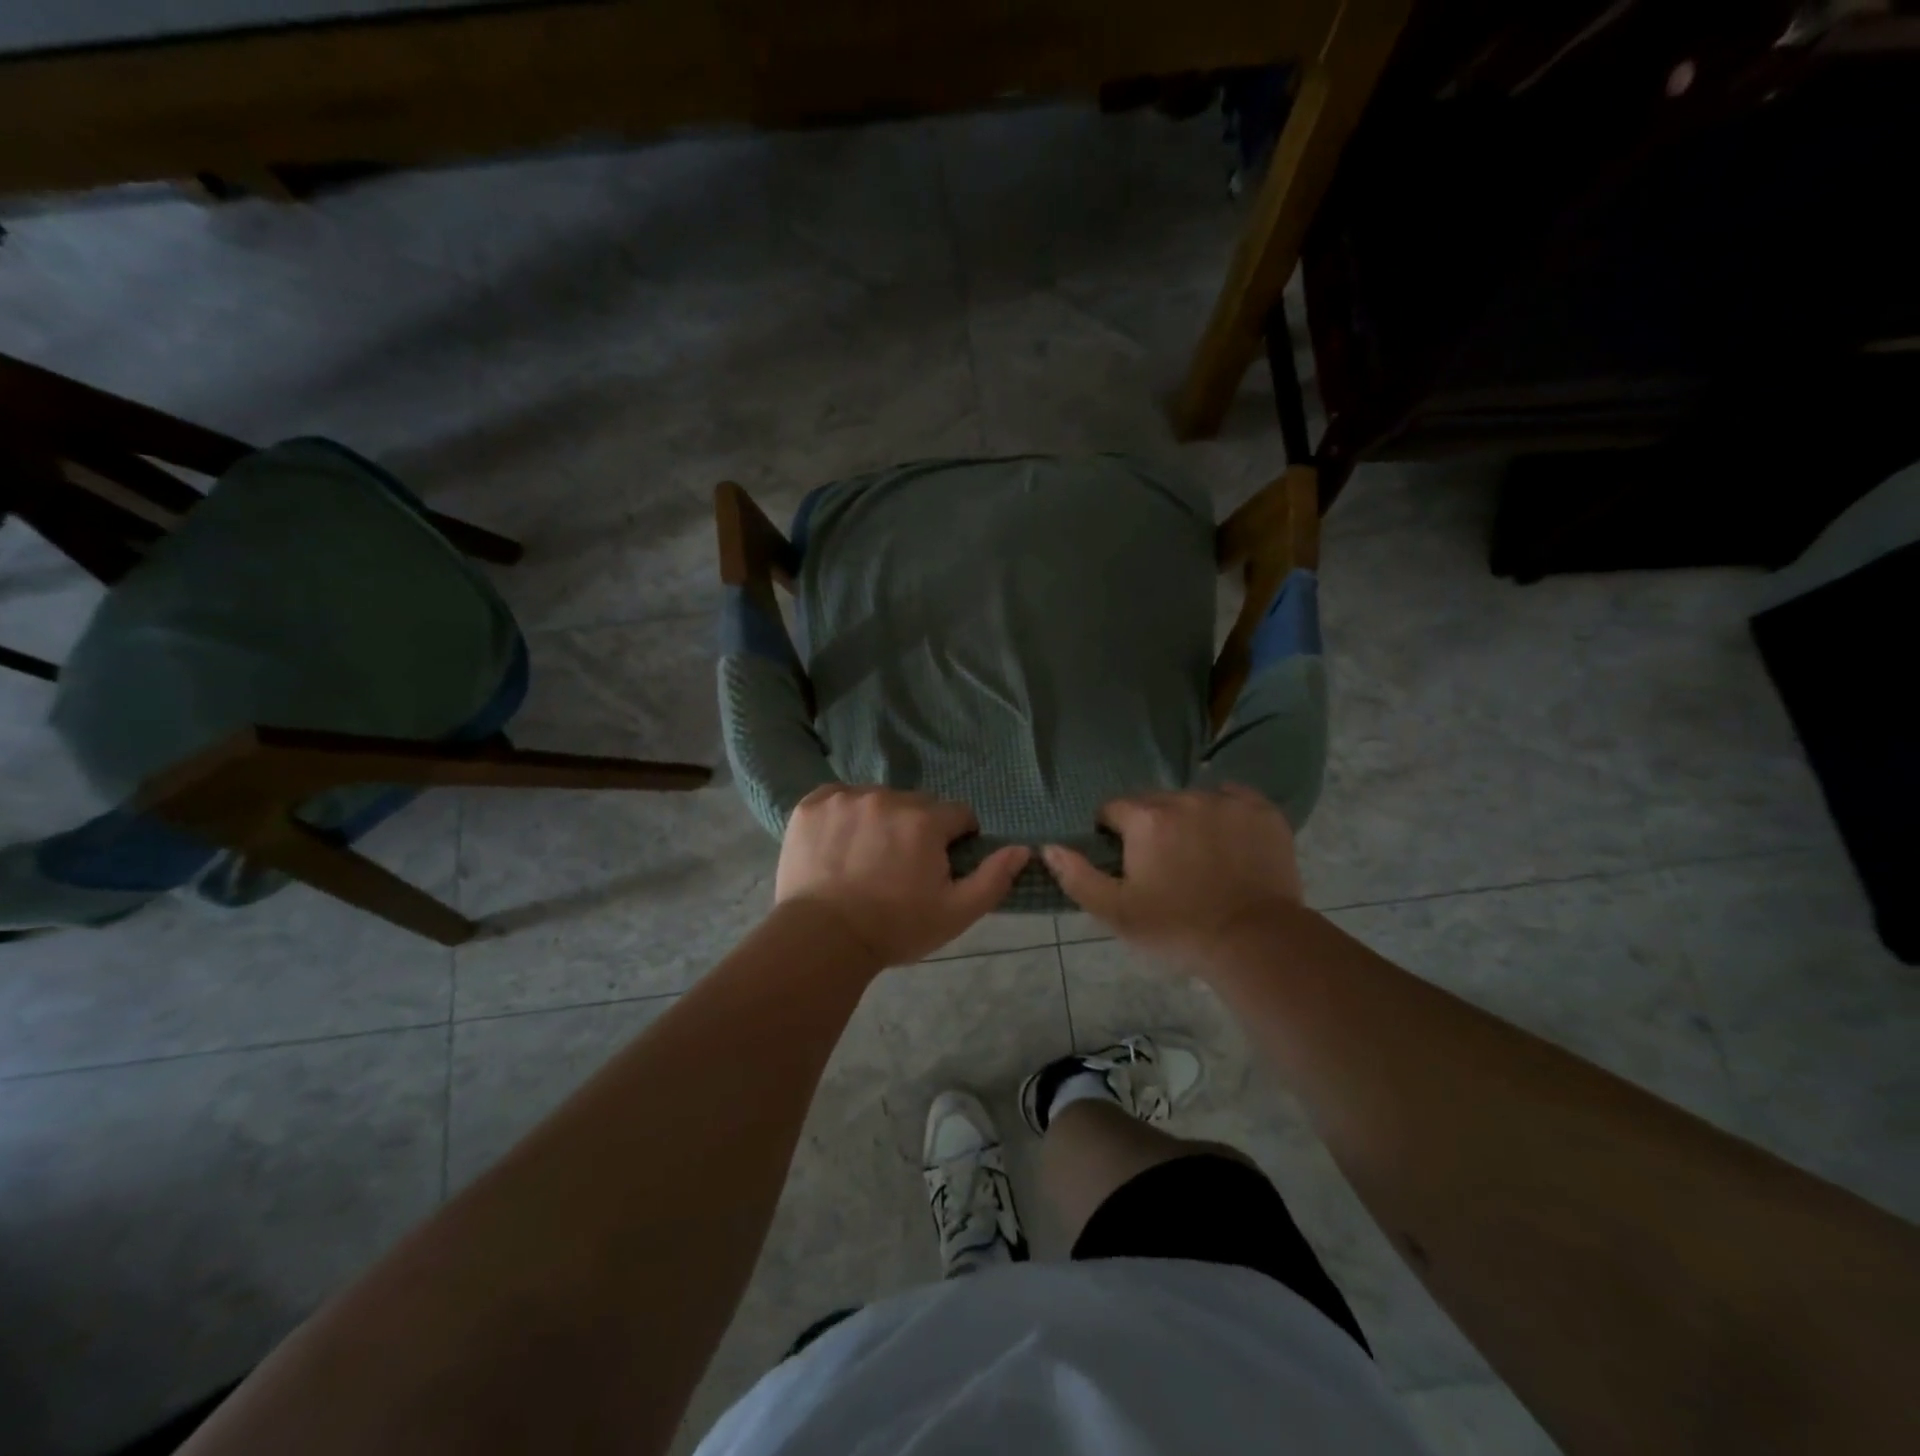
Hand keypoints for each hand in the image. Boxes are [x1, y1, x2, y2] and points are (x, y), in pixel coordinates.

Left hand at [775, 785, 1030, 967]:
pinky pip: (839, 798)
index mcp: (925, 820)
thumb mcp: (956, 913)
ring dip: (881, 819)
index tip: (940, 866)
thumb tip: (1023, 849)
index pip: (958, 814)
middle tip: (901, 867)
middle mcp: (887, 798)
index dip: (955, 840)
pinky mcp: (812, 805)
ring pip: (878, 799)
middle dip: (918, 829)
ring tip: (867, 857)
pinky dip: (844, 815)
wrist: (822, 939)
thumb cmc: (895, 928)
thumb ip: (994, 878)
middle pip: (917, 805)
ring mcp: (845, 798)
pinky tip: (840, 845)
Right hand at [1041, 785, 1302, 961]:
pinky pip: (1233, 799)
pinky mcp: (1262, 811)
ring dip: (1187, 820)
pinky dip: (1225, 814)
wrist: (1256, 942)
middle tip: (1163, 866)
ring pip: (1192, 801)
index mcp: (1145, 819)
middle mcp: (1183, 798)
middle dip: (1150, 827)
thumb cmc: (1178, 928)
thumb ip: (1077, 877)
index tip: (1126, 864)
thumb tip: (1049, 847)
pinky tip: (1229, 842)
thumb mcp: (1116, 913)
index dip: (1112, 835)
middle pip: (1153, 803)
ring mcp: (1226, 802)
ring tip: (1200, 858)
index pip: (1112, 810)